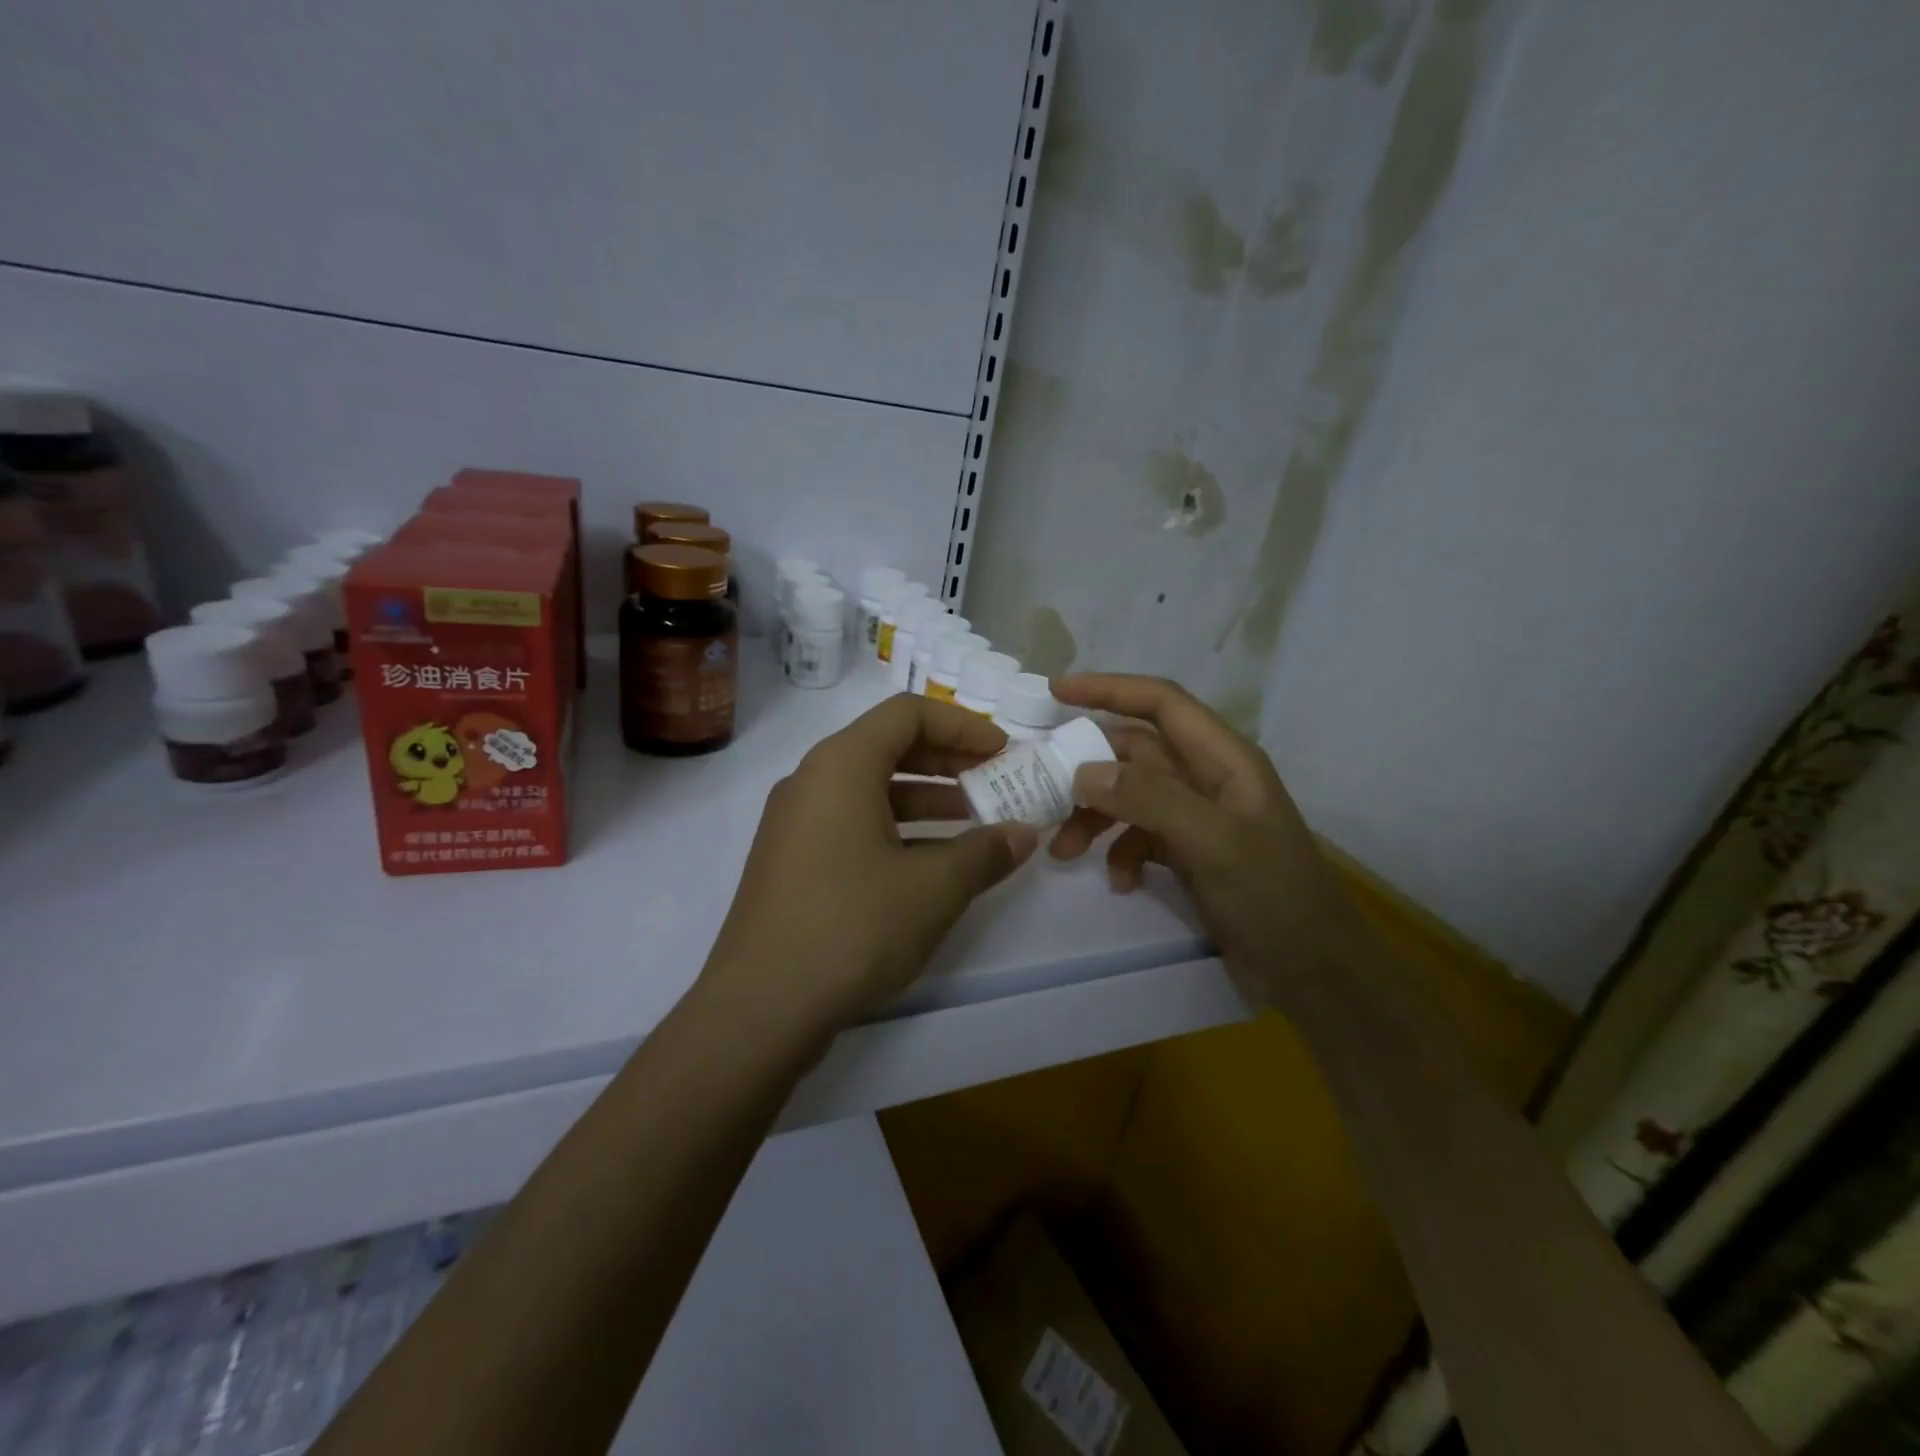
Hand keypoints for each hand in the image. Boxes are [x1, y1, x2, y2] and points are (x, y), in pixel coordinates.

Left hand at [701, 694, 1038, 1039]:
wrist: (761, 1008)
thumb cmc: (852, 927)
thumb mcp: (933, 888)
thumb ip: (985, 852)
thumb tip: (1023, 834)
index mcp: (841, 765)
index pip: (908, 713)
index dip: (963, 726)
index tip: (1003, 752)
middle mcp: (812, 780)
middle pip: (888, 746)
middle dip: (948, 761)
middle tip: (995, 782)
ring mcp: (796, 823)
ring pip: (870, 789)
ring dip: (926, 798)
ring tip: (975, 823)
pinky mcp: (791, 862)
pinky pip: (851, 823)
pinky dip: (896, 829)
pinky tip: (931, 863)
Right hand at [1048, 673, 1371, 1008]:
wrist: (1315, 972)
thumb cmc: (1274, 896)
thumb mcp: (1214, 842)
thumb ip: (1150, 799)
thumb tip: (1083, 772)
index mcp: (1224, 759)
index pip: (1161, 703)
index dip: (1109, 689)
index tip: (1056, 691)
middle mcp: (1208, 779)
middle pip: (1135, 752)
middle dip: (1088, 769)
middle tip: (1041, 790)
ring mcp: (1198, 818)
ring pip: (1130, 797)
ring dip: (1094, 818)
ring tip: (1063, 851)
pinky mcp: (1190, 855)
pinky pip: (1140, 838)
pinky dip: (1121, 854)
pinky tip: (1120, 882)